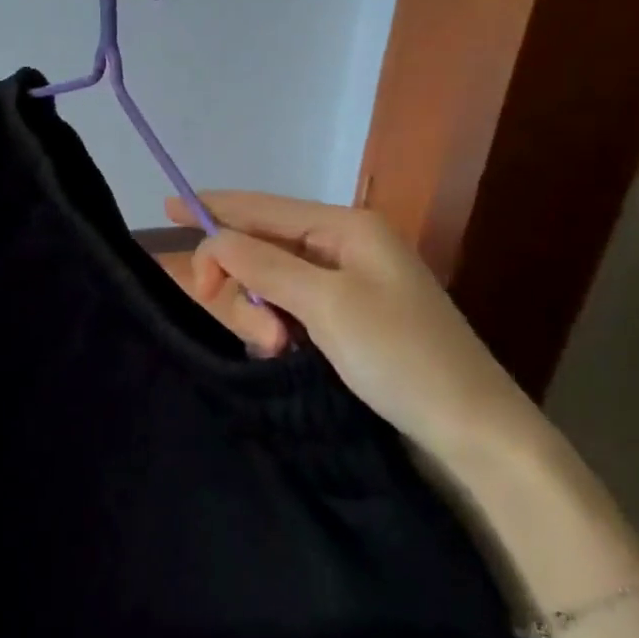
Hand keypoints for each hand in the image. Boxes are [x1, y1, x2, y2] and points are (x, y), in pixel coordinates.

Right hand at [168, 192, 546, 462]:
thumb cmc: (402, 356)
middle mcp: (344, 247)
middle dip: (243, 282)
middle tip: (253, 330)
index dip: (214, 207)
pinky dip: (279, 327)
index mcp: (347, 227)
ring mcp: (347, 285)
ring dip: (261, 312)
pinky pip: (291, 309)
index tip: (166, 209)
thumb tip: (215, 239)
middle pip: (264, 246)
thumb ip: (265, 265)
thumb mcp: (328, 305)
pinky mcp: (346, 321)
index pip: (265, 207)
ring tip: (276, 349)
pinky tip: (285, 352)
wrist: (472, 430)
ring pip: (273, 282)